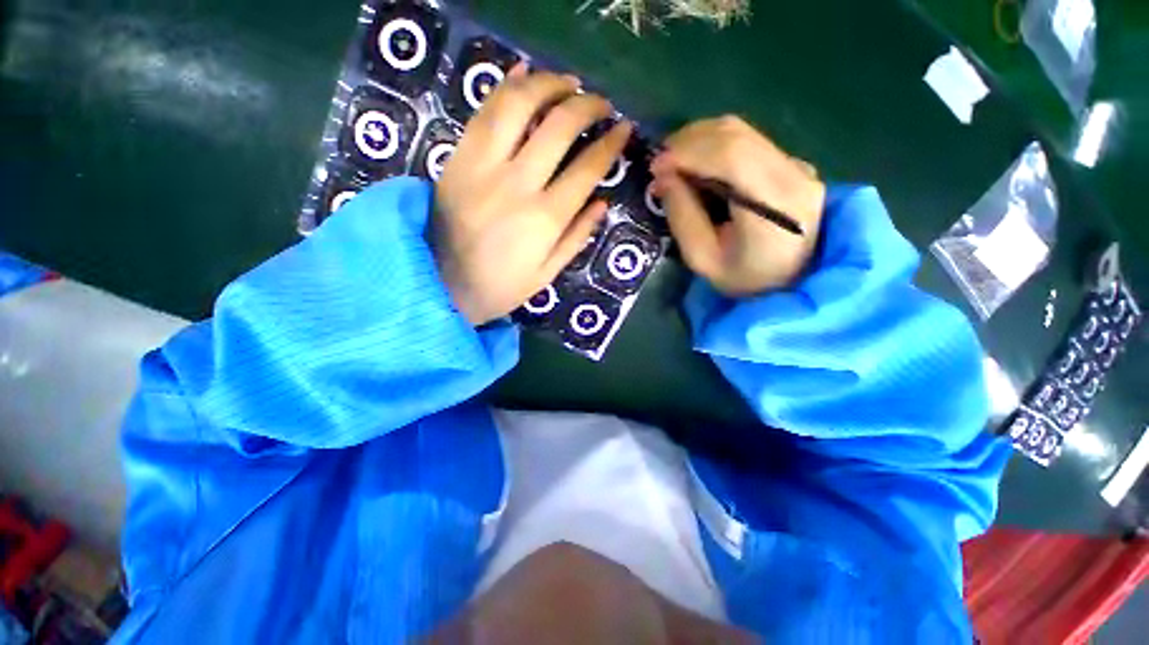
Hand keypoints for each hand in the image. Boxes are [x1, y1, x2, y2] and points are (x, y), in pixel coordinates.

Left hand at [434, 65, 632, 324]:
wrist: (440, 283)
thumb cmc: (500, 286)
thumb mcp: (546, 273)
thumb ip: (576, 237)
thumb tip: (602, 203)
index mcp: (545, 219)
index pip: (587, 168)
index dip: (610, 143)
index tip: (624, 129)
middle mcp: (517, 184)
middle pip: (559, 126)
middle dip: (587, 106)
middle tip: (600, 103)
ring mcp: (483, 166)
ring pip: (519, 105)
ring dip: (549, 84)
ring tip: (568, 83)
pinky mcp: (458, 157)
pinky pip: (483, 111)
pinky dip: (506, 86)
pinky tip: (524, 74)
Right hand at [650, 116, 825, 296]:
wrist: (793, 280)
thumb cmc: (745, 279)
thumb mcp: (703, 260)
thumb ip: (683, 218)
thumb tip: (663, 178)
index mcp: (774, 207)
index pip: (732, 157)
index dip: (688, 153)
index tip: (656, 168)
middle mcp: (793, 175)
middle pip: (735, 135)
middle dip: (688, 143)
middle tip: (659, 165)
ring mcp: (796, 165)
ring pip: (741, 131)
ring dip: (699, 140)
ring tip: (673, 163)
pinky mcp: (791, 162)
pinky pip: (747, 140)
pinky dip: (714, 145)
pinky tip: (696, 163)